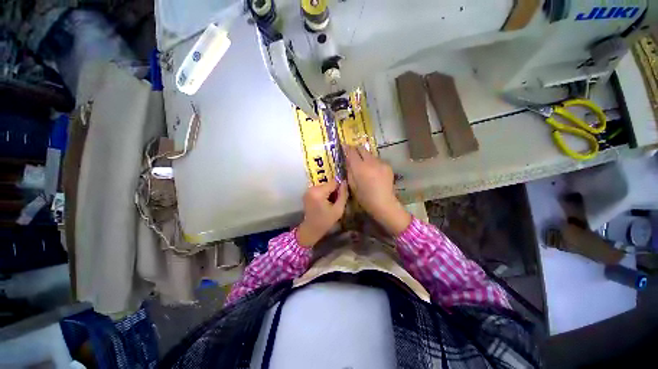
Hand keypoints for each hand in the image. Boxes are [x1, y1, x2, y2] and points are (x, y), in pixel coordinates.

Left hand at [297, 181, 348, 246]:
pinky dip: (323, 194)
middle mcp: (311, 188)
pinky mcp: (307, 193)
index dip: (339, 188)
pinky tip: (324, 203)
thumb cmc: (326, 221)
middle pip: (328, 184)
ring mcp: (308, 190)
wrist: (311, 229)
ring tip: (330, 203)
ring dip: (329, 193)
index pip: (333, 183)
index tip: (341, 197)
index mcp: (318, 192)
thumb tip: (344, 182)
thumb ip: (343, 195)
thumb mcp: (338, 209)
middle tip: (335, 202)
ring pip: (324, 186)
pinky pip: (319, 189)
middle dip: (333, 191)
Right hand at [345, 145, 410, 235]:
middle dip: (356, 149)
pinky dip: (372, 162)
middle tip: (352, 153)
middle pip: (362, 149)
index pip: (352, 152)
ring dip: (365, 156)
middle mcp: (371, 162)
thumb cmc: (365, 197)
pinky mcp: (387, 166)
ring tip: (363, 164)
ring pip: (370, 154)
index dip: (347, 148)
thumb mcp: (352, 185)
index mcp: (360, 168)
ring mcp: (381, 163)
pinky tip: (372, 170)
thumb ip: (349, 170)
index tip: (343, 146)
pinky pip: (377, 160)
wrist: (384, 203)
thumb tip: (347, 160)